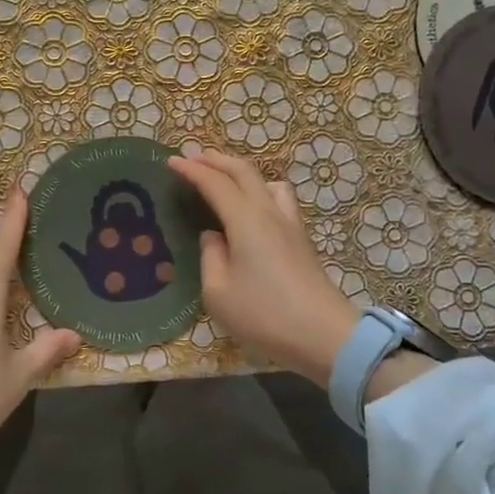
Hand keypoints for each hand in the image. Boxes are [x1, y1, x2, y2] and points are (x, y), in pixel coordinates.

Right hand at [167, 149, 360, 386]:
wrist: (323, 335)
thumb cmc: (264, 314)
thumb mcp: (218, 291)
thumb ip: (210, 256)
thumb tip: (213, 236)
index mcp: (245, 220)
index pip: (215, 182)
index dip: (191, 169)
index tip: (171, 162)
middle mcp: (269, 212)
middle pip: (243, 171)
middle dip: (216, 160)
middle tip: (194, 158)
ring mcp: (290, 224)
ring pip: (267, 182)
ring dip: (243, 173)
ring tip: (226, 181)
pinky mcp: (301, 240)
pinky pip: (279, 200)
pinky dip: (259, 191)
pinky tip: (252, 211)